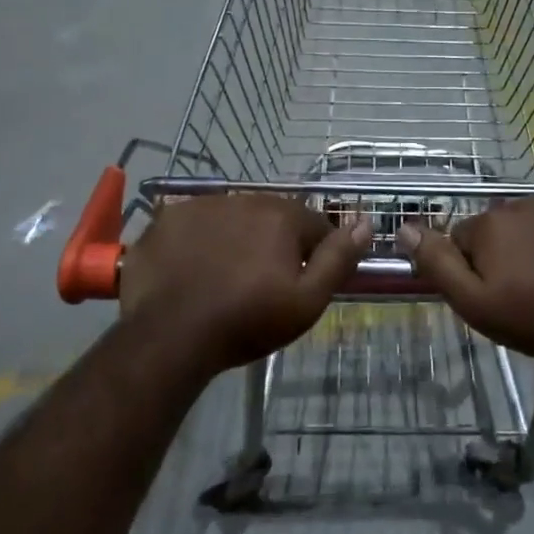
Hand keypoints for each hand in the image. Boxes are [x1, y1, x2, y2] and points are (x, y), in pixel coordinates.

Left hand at [118, 194, 372, 376]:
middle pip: (272, 218)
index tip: (297, 285)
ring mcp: (201, 205)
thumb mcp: (307, 300)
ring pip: (232, 218)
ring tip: (224, 278)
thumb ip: (339, 259)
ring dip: (235, 238)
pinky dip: (197, 241)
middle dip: (273, 244)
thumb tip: (366, 222)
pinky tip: (191, 269)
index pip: (314, 226)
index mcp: (282, 215)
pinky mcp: (167, 218)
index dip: (312, 256)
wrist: (171, 335)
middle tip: (260, 285)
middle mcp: (244, 198)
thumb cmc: (247, 321)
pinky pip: (193, 224)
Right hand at [398, 199, 533, 367]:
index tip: (493, 294)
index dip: (472, 268)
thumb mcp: (474, 303)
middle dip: (503, 254)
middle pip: (498, 229)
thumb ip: (437, 263)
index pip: (462, 239)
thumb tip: (404, 227)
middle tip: (523, 292)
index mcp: (490, 224)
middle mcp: (522, 204)